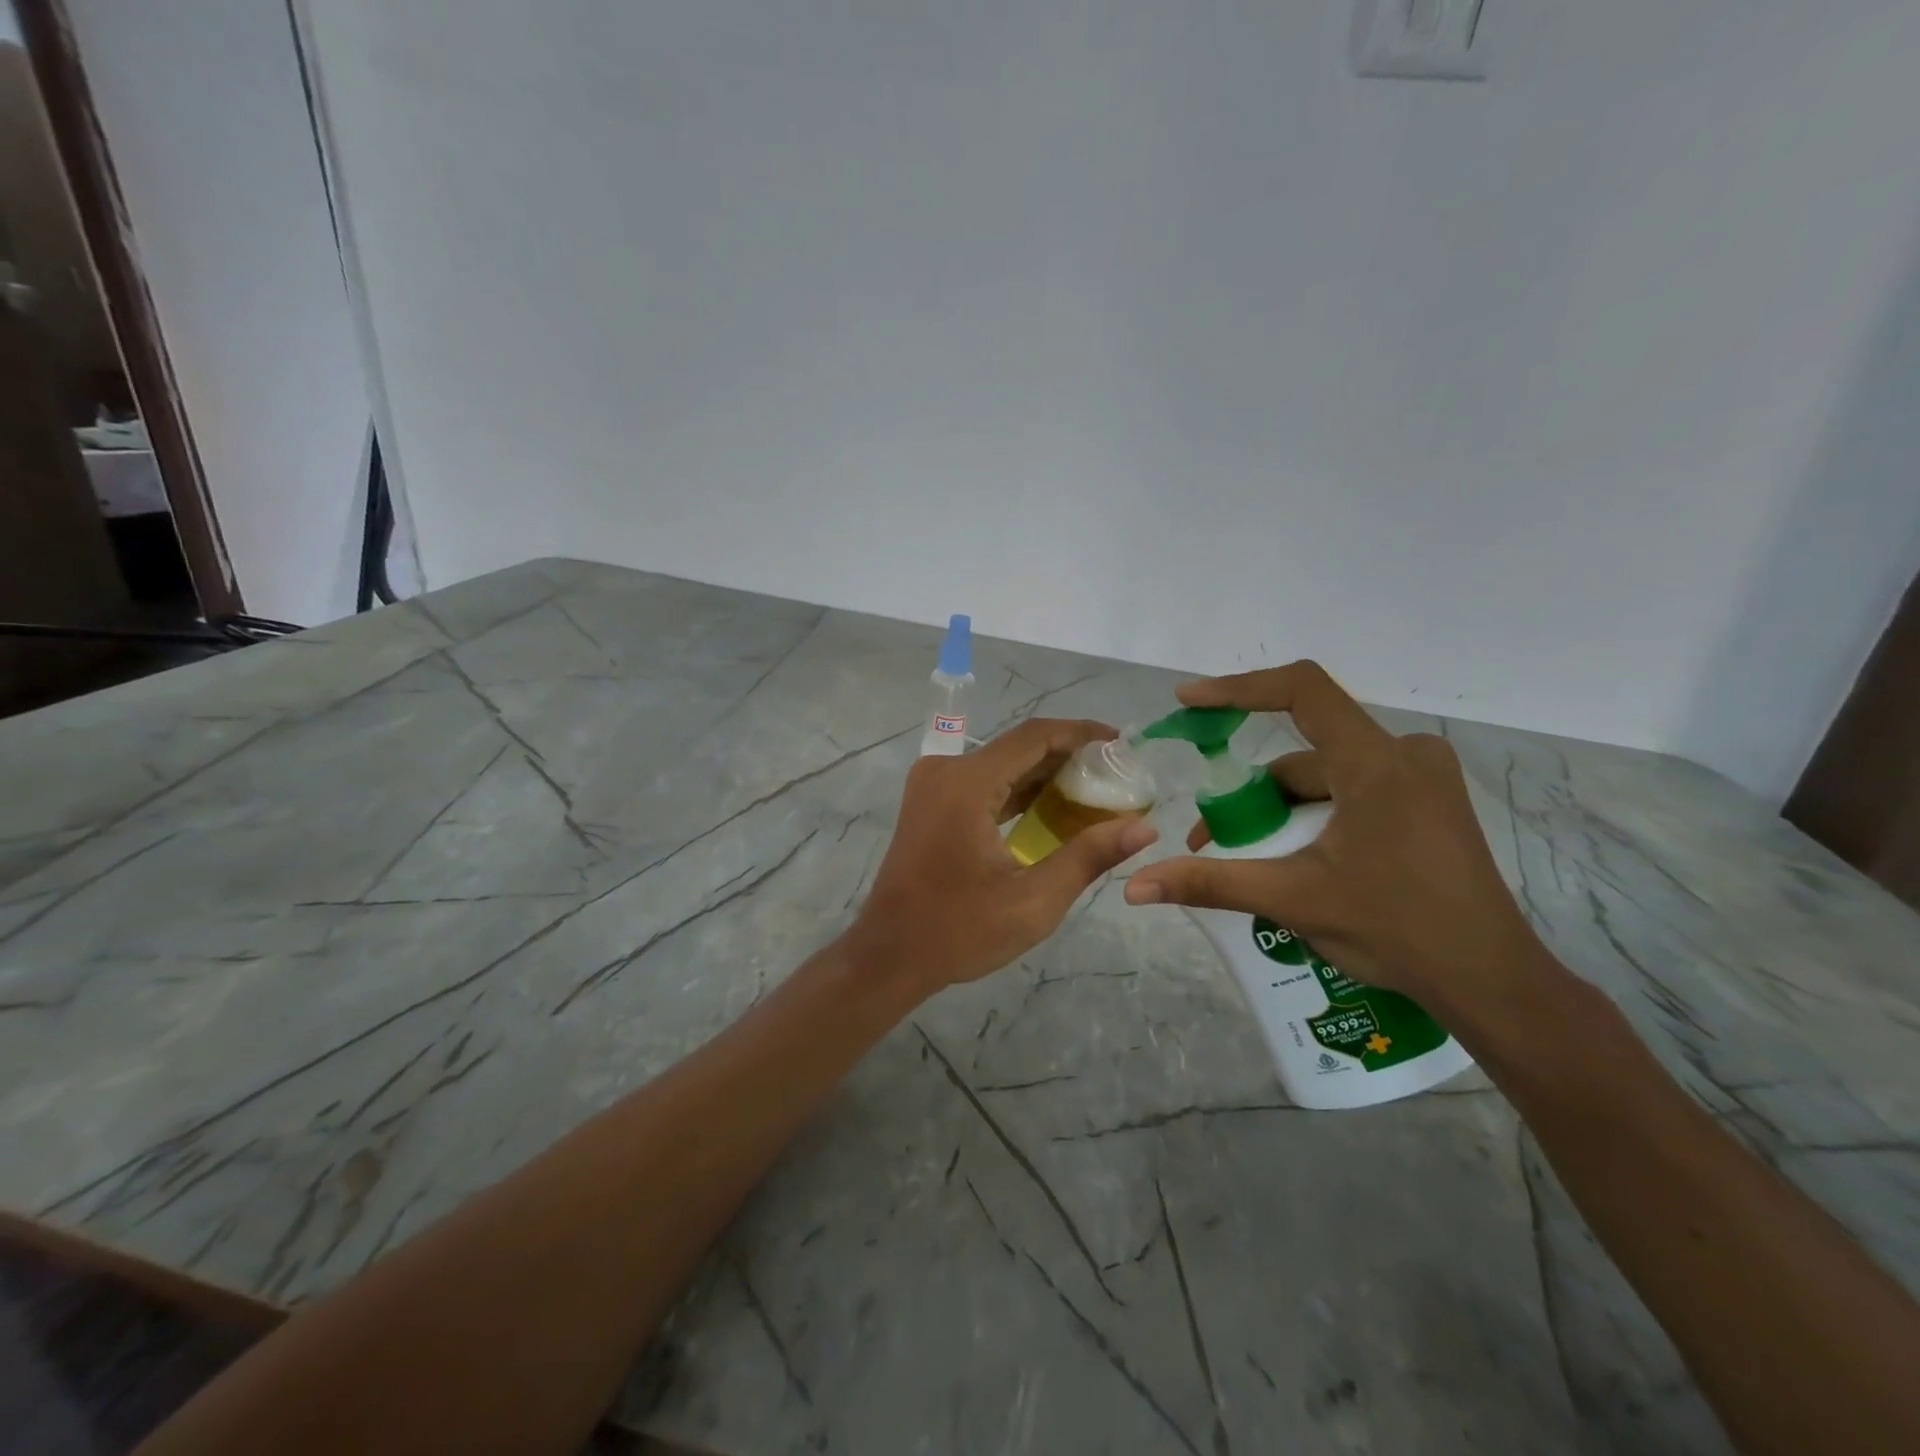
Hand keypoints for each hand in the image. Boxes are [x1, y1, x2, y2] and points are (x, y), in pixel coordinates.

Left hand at [850, 718, 1159, 992]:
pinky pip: (983, 782)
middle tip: (1115, 773)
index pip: (1034, 736)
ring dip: (1044, 772)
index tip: (1121, 743)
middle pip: (1018, 746)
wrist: (890, 954)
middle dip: (1068, 755)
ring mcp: (933, 784)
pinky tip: (1053, 806)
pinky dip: (1018, 789)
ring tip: (1095, 787)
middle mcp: (946, 770)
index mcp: (967, 783)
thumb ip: (1089, 856)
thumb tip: (1144, 827)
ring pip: (1001, 763)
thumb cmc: (959, 931)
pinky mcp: (931, 801)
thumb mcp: (1033, 900)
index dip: (1081, 733)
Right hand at [1123, 662, 1546, 1015]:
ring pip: (1327, 774)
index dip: (1239, 689)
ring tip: (1250, 859)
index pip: (1301, 691)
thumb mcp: (1293, 900)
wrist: (1491, 982)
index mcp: (1378, 763)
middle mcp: (1406, 755)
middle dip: (1253, 790)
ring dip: (1281, 808)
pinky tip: (1296, 856)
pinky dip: (1313, 813)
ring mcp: (1423, 778)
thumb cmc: (1397, 931)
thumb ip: (1210, 884)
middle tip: (1214, 833)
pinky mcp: (1428, 802)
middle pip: (1305, 749)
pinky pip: (1352, 789)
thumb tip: (1134, 887)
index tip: (1189, 702)